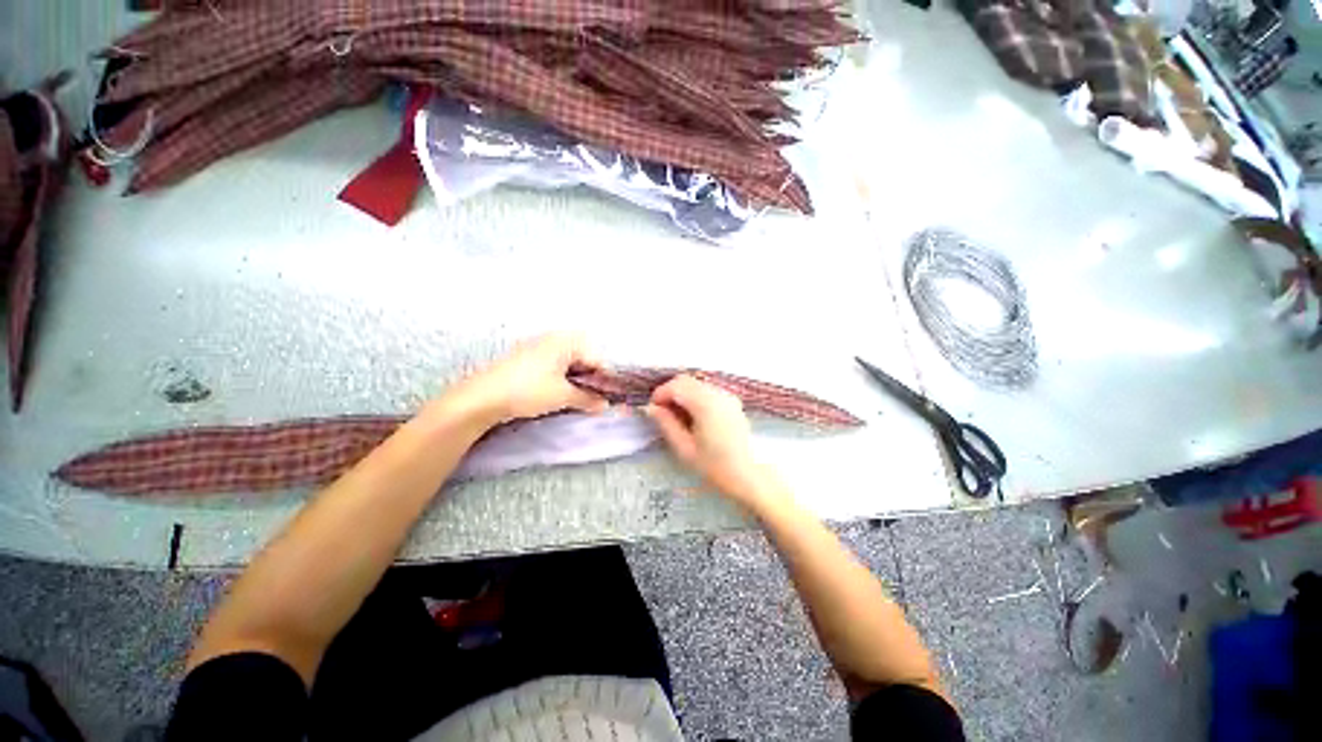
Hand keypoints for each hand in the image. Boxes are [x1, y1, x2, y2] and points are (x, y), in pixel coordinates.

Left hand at [443, 334, 608, 425]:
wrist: (481, 397)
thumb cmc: (528, 390)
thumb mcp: (563, 396)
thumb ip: (588, 399)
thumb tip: (605, 404)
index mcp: (565, 341)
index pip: (596, 358)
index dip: (605, 378)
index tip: (609, 396)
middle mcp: (553, 338)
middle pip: (583, 356)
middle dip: (590, 376)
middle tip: (593, 396)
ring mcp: (537, 346)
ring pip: (568, 360)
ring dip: (576, 377)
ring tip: (576, 396)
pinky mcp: (525, 357)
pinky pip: (553, 363)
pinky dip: (561, 376)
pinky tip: (558, 391)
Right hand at [645, 375, 781, 506]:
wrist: (749, 476)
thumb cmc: (715, 466)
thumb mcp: (684, 448)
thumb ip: (666, 424)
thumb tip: (651, 408)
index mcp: (705, 403)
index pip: (676, 385)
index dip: (660, 394)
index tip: (652, 410)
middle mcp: (718, 393)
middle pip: (687, 380)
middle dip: (670, 392)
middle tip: (661, 413)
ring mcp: (727, 396)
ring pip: (697, 384)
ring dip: (683, 394)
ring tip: (676, 416)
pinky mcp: (732, 402)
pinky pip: (708, 391)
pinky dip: (695, 397)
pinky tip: (693, 417)